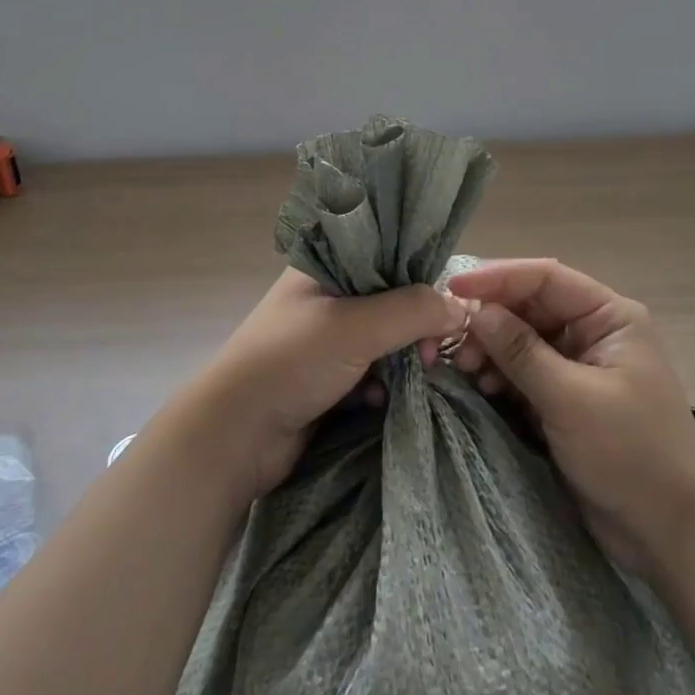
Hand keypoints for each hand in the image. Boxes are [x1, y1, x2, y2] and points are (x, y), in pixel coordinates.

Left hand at [180, 268, 468, 501]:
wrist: (234, 437)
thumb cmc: (289, 363)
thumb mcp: (355, 327)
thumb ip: (411, 311)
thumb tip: (460, 309)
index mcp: (326, 267)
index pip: (388, 256)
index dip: (420, 280)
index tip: (444, 311)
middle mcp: (327, 297)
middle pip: (392, 302)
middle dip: (416, 330)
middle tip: (431, 356)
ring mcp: (326, 341)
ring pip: (386, 341)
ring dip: (404, 363)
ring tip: (415, 380)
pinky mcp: (328, 379)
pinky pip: (373, 374)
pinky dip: (385, 387)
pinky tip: (383, 402)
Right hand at [444, 259, 694, 580]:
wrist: (671, 534)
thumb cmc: (631, 454)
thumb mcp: (571, 399)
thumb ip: (521, 351)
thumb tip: (476, 310)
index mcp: (608, 317)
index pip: (545, 278)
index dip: (497, 278)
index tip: (451, 289)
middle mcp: (591, 332)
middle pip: (529, 307)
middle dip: (490, 320)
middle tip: (452, 343)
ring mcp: (577, 367)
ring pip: (521, 341)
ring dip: (490, 350)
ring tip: (463, 369)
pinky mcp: (564, 400)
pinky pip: (522, 374)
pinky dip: (499, 377)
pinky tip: (480, 388)